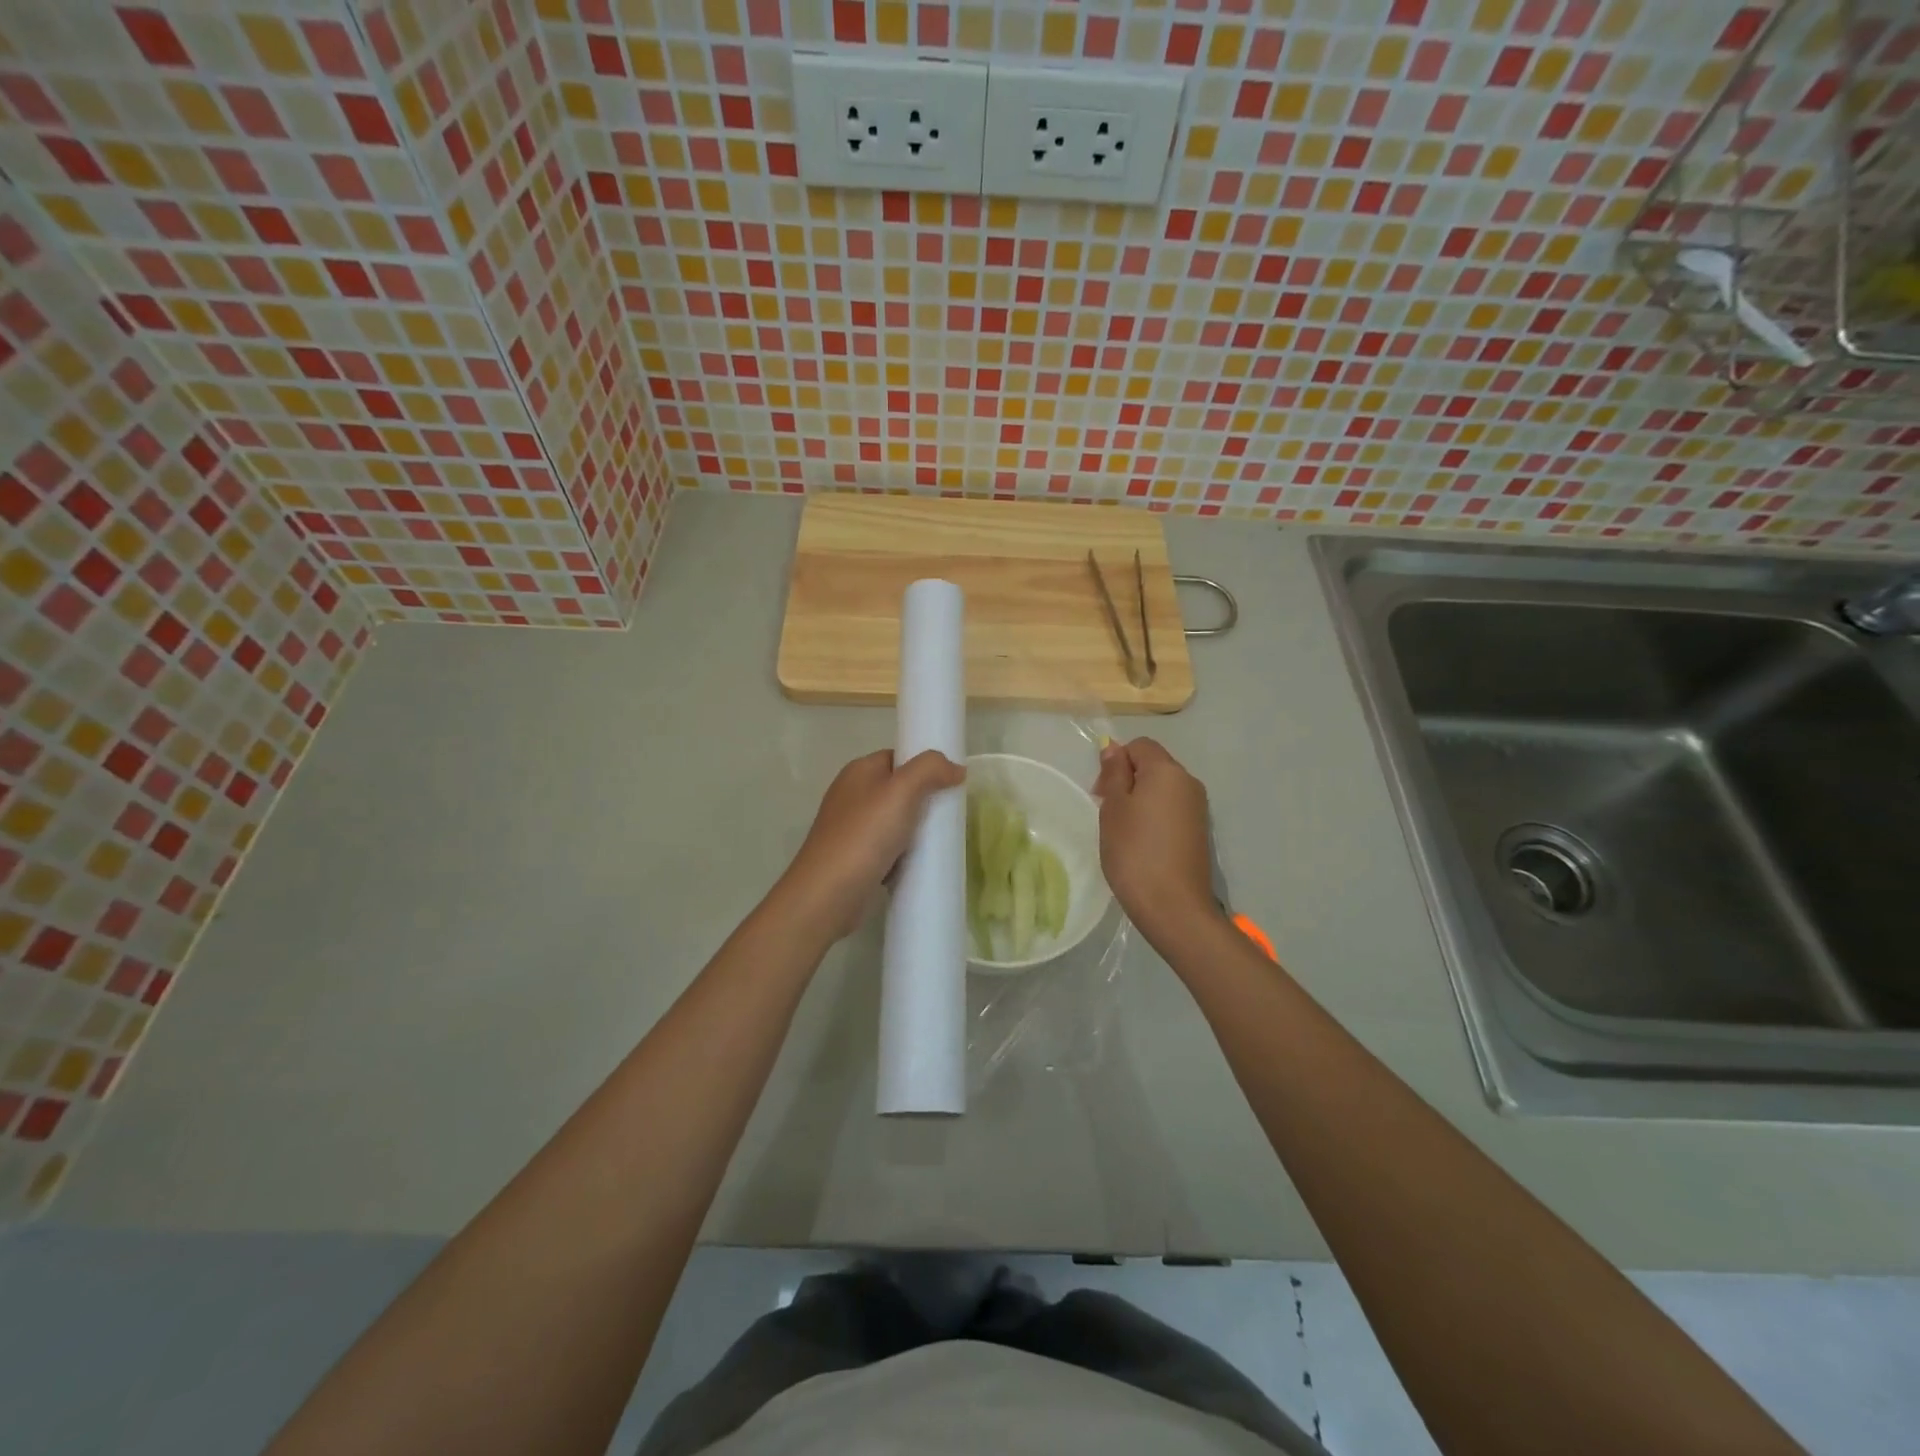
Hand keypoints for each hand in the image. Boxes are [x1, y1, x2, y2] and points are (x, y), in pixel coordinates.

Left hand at [779, 749, 965, 939]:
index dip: (924, 768)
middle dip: (924, 802)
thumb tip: (956, 768)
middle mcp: (852, 795)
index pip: (898, 758)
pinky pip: (888, 849)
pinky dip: (903, 855)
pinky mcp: (854, 858)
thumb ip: (930, 769)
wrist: (828, 894)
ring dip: (915, 831)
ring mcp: (851, 828)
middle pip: (899, 790)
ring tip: (939, 842)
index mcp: (859, 771)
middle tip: (949, 816)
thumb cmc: (865, 835)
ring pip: (895, 822)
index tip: (950, 785)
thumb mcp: (901, 791)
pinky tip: (917, 865)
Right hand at [1092, 738, 1219, 945]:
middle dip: (1127, 779)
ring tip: (1122, 830)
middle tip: (1106, 811)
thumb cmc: (1134, 851)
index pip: (1140, 745)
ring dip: (1140, 800)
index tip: (1101, 791)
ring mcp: (1198, 809)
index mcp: (1167, 771)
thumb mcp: (1114, 808)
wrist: (1173, 906)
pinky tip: (1142, 843)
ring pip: (1162, 789)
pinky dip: (1154, 817)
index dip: (1117, 760)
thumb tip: (1114, 748)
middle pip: (1153, 765)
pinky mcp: (1200, 832)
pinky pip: (1172, 810)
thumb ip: (1115, 774)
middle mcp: (1189, 783)